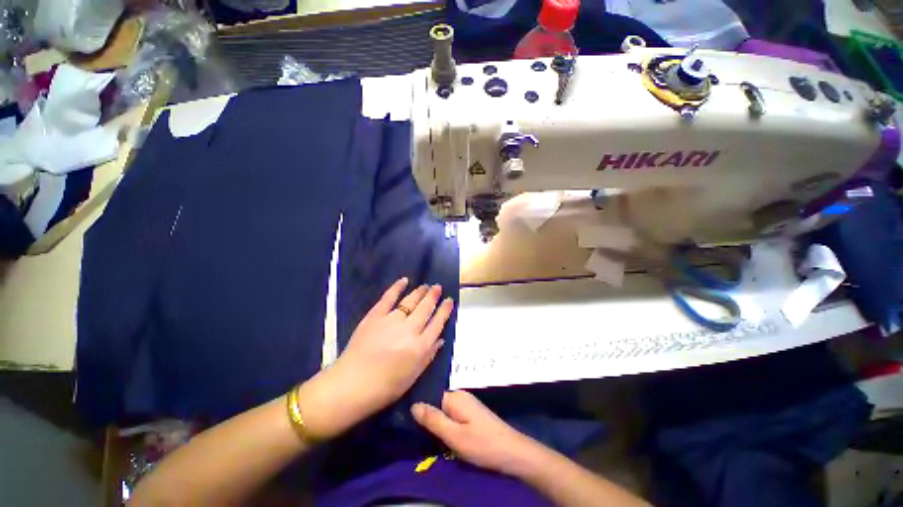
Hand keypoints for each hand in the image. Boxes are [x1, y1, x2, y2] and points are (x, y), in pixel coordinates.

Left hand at [298, 278, 453, 439]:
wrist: (351, 385)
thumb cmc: (385, 387)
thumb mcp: (413, 376)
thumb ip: (429, 356)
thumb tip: (441, 339)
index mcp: (420, 346)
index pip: (438, 323)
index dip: (445, 310)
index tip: (449, 300)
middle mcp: (409, 330)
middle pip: (426, 308)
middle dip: (434, 296)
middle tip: (438, 287)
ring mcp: (392, 320)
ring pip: (411, 301)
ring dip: (420, 291)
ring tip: (426, 285)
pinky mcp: (375, 315)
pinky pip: (389, 297)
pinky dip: (397, 287)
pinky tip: (404, 280)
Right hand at [412, 391, 544, 476]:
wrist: (512, 452)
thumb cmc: (482, 444)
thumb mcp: (453, 435)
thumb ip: (433, 420)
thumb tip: (413, 405)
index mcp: (455, 397)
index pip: (430, 397)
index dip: (421, 410)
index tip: (409, 424)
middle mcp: (461, 396)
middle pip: (438, 403)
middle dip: (430, 418)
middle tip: (419, 436)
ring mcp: (468, 404)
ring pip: (446, 411)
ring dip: (439, 424)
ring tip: (430, 439)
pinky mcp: (473, 414)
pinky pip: (454, 416)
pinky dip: (448, 426)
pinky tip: (446, 438)